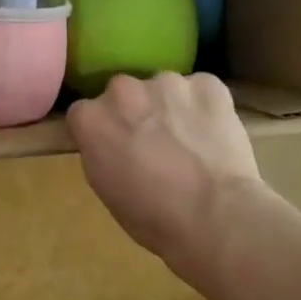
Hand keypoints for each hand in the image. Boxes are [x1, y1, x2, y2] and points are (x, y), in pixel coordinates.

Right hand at [68, 73, 261, 271]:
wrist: (215, 216)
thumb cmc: (152, 216)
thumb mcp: (106, 188)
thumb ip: (100, 152)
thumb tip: (111, 142)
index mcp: (91, 119)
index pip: (85, 114)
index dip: (102, 132)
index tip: (115, 149)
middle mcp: (123, 90)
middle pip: (122, 94)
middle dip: (133, 113)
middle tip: (152, 144)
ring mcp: (167, 82)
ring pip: (163, 89)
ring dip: (169, 108)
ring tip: (189, 142)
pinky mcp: (208, 84)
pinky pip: (201, 90)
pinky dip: (204, 107)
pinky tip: (213, 136)